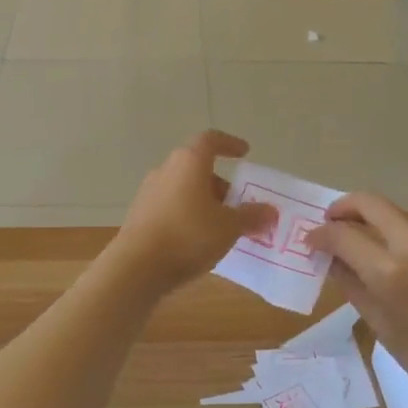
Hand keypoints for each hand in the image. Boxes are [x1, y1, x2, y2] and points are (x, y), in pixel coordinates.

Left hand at [110, 131, 276, 294]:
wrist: (137, 267)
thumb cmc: (188, 235)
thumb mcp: (229, 227)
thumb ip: (251, 216)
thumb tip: (271, 211)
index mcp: (189, 162)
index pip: (210, 140)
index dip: (229, 144)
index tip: (244, 153)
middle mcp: (166, 170)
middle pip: (197, 168)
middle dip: (220, 184)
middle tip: (239, 205)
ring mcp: (149, 193)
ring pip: (184, 189)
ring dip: (205, 202)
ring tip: (223, 228)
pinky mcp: (140, 216)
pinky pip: (172, 208)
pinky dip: (189, 216)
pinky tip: (199, 242)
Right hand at [307, 194, 407, 407]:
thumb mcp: (382, 327)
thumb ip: (352, 285)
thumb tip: (332, 259)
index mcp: (391, 273)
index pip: (343, 235)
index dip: (321, 235)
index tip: (312, 242)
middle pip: (370, 203)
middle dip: (344, 208)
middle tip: (333, 223)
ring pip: (399, 210)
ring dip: (377, 218)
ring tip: (369, 239)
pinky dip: (407, 228)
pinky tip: (405, 249)